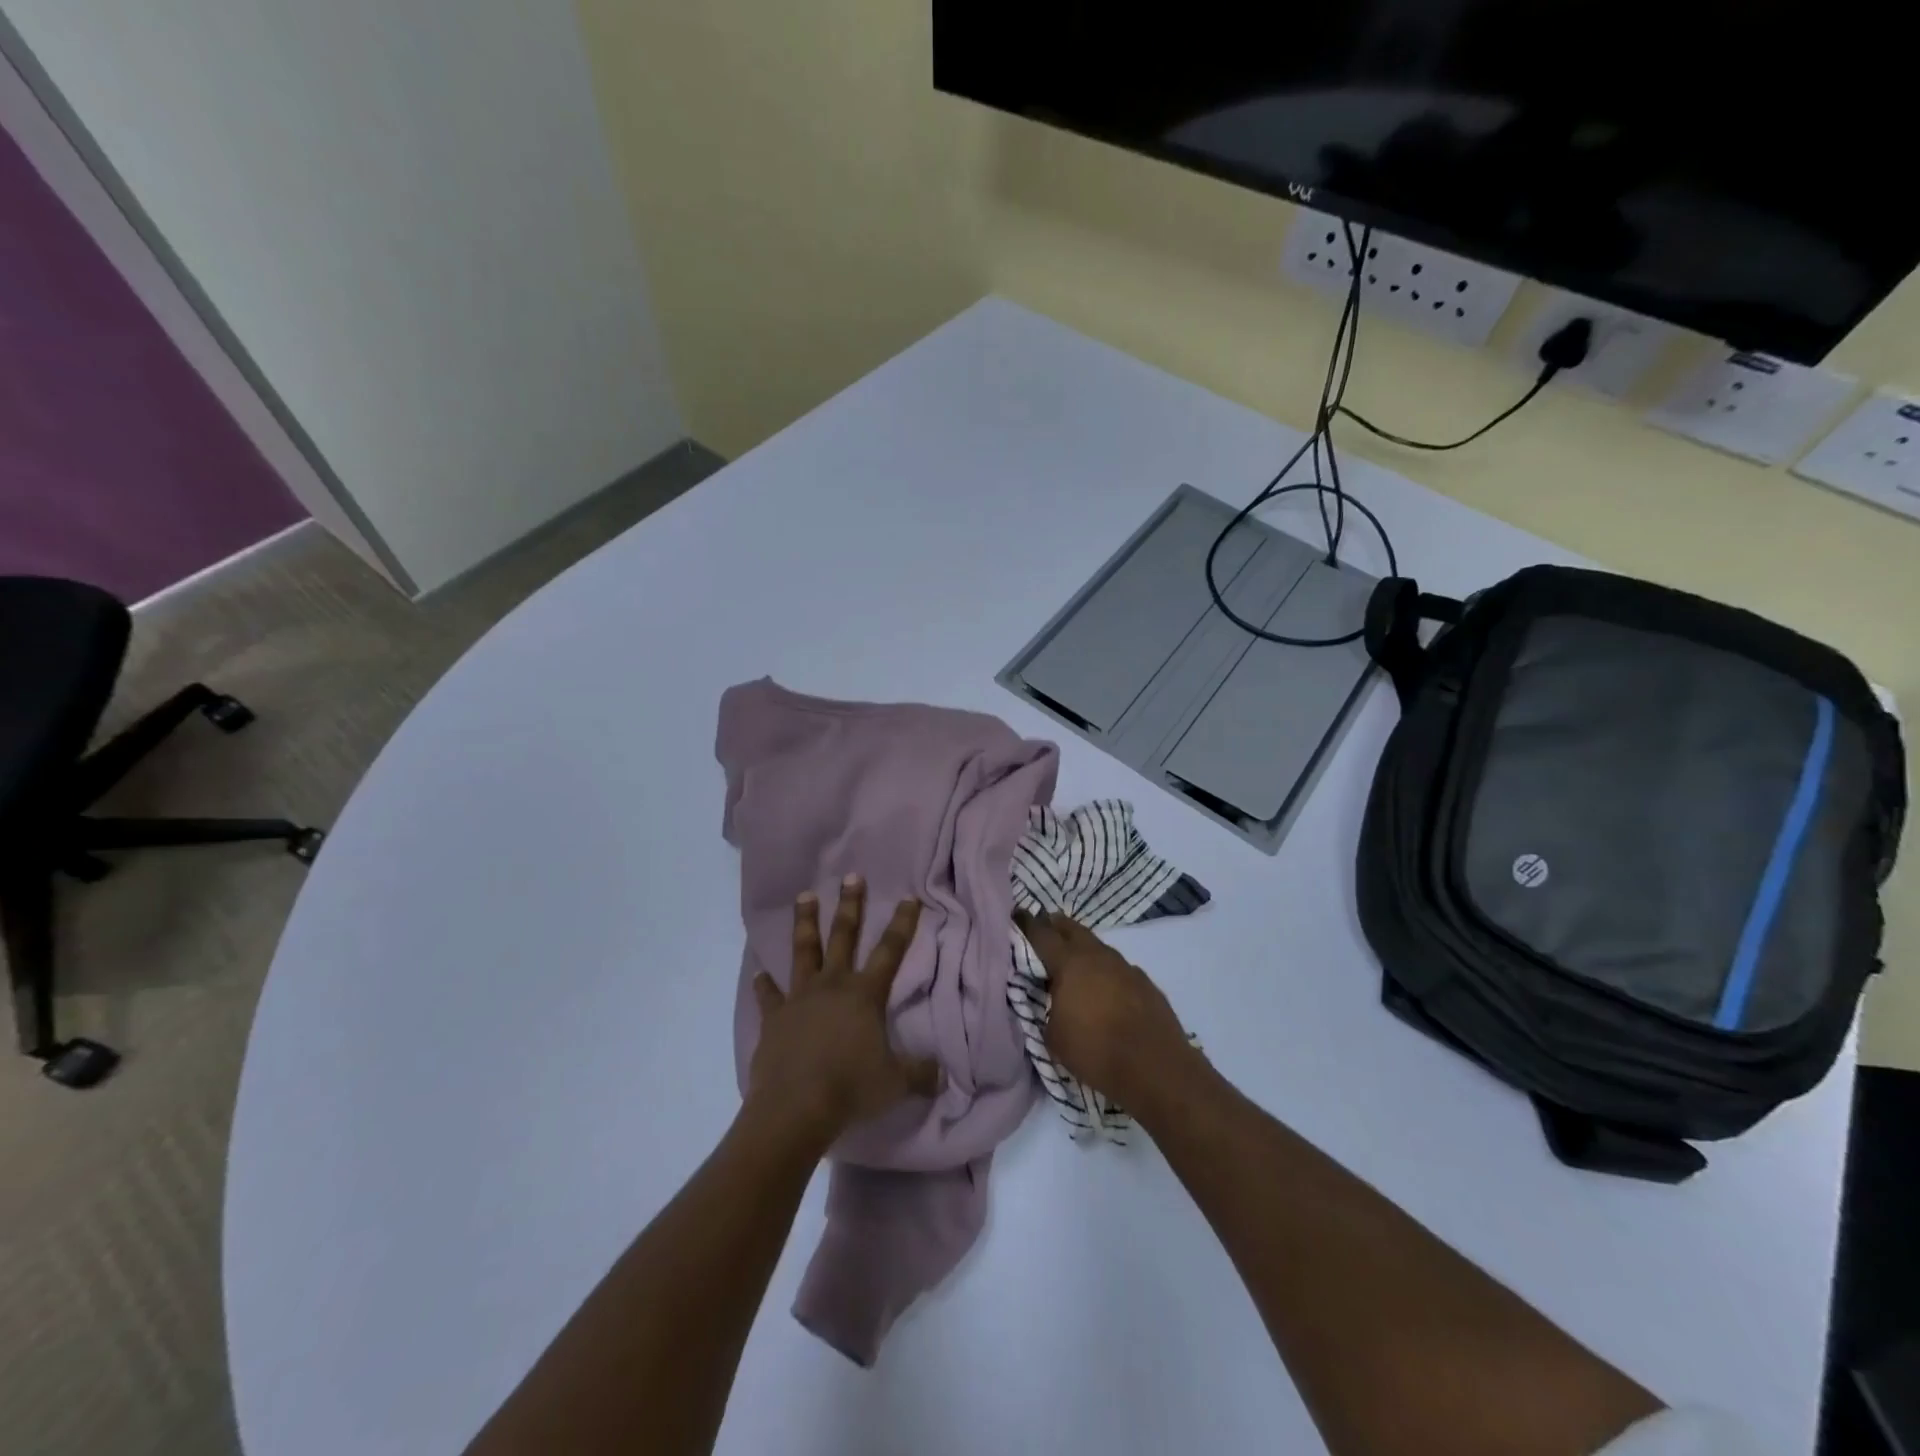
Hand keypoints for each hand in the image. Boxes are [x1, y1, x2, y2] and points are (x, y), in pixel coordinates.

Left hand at [747, 877, 940, 1145]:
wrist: (795, 1108)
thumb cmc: (850, 1089)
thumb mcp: (895, 1083)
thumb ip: (920, 1073)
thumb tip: (942, 1073)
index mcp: (865, 994)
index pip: (890, 951)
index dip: (902, 923)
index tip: (909, 898)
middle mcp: (832, 985)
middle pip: (843, 936)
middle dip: (850, 905)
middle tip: (852, 876)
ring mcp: (799, 998)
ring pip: (804, 951)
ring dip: (806, 923)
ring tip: (805, 896)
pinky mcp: (774, 1018)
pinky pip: (769, 996)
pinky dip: (764, 985)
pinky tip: (759, 973)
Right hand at [1014, 909, 1197, 1110]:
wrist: (1156, 1068)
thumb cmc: (1095, 1051)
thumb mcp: (1053, 1036)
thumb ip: (1045, 1008)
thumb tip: (1049, 999)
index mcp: (1069, 962)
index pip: (1041, 933)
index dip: (1026, 924)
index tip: (1017, 916)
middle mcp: (1097, 955)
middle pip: (1071, 928)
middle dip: (1055, 927)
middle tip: (1043, 932)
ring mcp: (1125, 966)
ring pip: (1097, 947)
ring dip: (1082, 950)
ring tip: (1073, 966)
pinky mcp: (1145, 982)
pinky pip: (1117, 968)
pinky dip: (1105, 972)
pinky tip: (1104, 990)